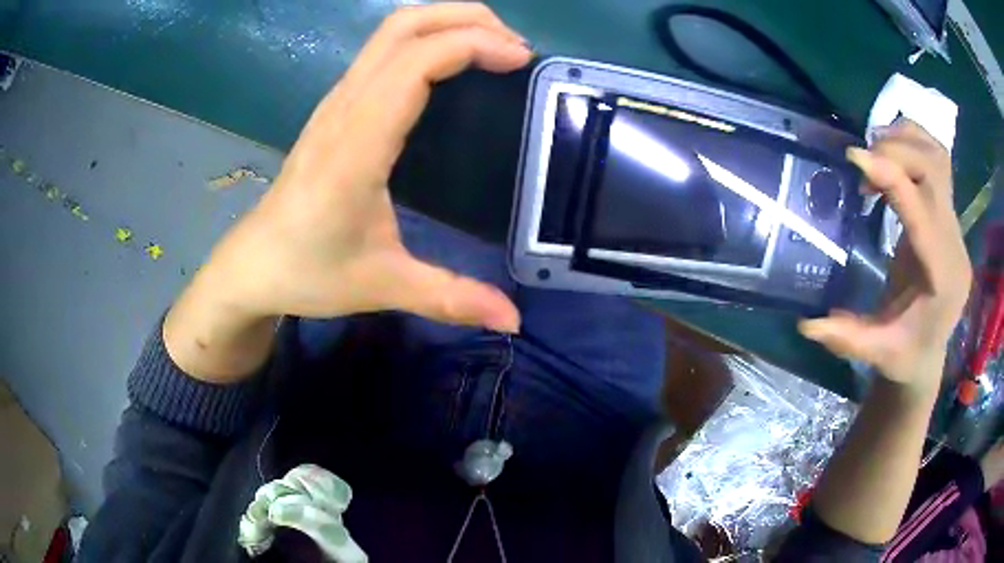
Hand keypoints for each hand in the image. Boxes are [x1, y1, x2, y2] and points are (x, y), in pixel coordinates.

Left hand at [200, 3, 527, 331]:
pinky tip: (453, 64)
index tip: (520, 61)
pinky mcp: (335, 105)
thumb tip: (513, 320)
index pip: (416, 63)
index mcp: (357, 146)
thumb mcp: (383, 286)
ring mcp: (336, 100)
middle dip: (466, 19)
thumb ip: (450, 298)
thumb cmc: (308, 271)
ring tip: (494, 47)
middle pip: (404, 26)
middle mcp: (344, 108)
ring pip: (391, 31)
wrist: (252, 264)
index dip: (473, 45)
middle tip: (515, 48)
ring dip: (447, 23)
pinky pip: (383, 50)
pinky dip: (427, 39)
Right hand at [799, 120, 971, 390]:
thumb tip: (807, 324)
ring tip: (874, 153)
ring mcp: (954, 225)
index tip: (854, 157)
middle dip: (896, 152)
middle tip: (860, 160)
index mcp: (942, 279)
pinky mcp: (947, 214)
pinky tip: (891, 157)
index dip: (892, 179)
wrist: (930, 351)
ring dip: (905, 141)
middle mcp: (954, 244)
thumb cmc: (906, 355)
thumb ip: (848, 339)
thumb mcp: (877, 353)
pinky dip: (913, 143)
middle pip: (934, 173)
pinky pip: (937, 160)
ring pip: (937, 158)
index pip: (924, 215)